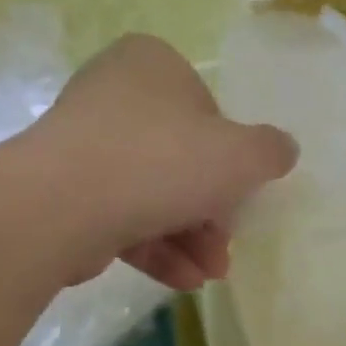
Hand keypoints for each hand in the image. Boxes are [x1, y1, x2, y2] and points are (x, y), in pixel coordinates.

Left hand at [35, 34, 298, 289]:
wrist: (64, 204)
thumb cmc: (162, 161)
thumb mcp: (239, 155)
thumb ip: (269, 151)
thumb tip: (282, 151)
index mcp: (151, 64)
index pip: (205, 111)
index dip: (229, 159)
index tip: (240, 196)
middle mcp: (112, 96)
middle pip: (178, 159)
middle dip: (210, 213)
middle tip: (226, 248)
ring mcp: (83, 146)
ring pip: (150, 194)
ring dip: (189, 239)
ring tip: (210, 275)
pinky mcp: (65, 193)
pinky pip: (120, 217)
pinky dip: (155, 248)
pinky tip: (182, 281)